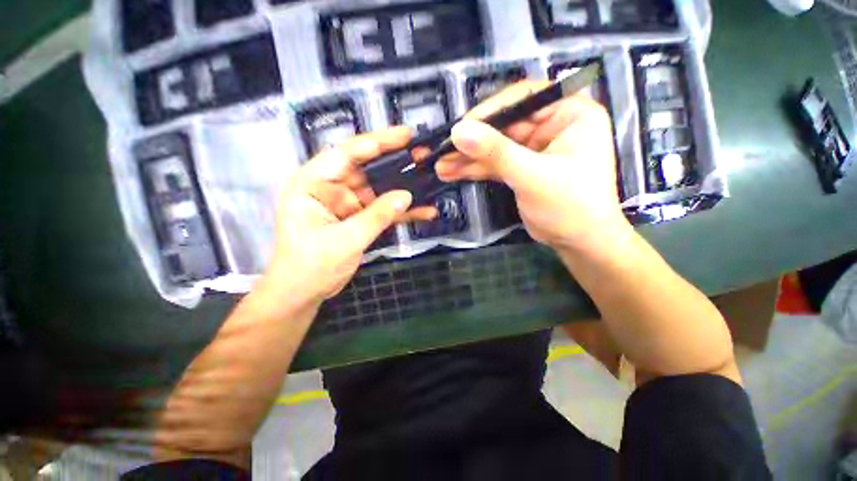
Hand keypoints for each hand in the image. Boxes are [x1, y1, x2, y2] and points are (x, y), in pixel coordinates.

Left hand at [263, 127, 436, 304]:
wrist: (305, 293)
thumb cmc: (311, 266)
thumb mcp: (345, 240)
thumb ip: (377, 216)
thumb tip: (406, 195)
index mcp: (313, 184)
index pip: (346, 154)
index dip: (377, 142)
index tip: (405, 134)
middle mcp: (330, 188)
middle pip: (367, 169)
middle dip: (396, 163)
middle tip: (423, 155)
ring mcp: (347, 204)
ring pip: (379, 190)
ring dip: (403, 189)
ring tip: (430, 180)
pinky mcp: (358, 219)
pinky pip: (382, 210)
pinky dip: (401, 212)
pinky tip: (423, 211)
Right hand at [436, 81, 631, 252]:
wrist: (578, 242)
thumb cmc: (569, 206)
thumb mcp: (532, 176)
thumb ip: (495, 152)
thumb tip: (458, 131)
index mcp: (569, 114)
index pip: (524, 98)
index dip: (489, 111)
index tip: (461, 127)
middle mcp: (552, 126)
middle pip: (503, 126)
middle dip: (472, 141)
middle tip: (441, 150)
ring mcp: (534, 148)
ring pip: (495, 148)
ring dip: (467, 158)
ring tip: (440, 165)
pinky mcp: (522, 168)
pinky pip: (494, 164)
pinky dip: (474, 170)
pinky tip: (451, 173)